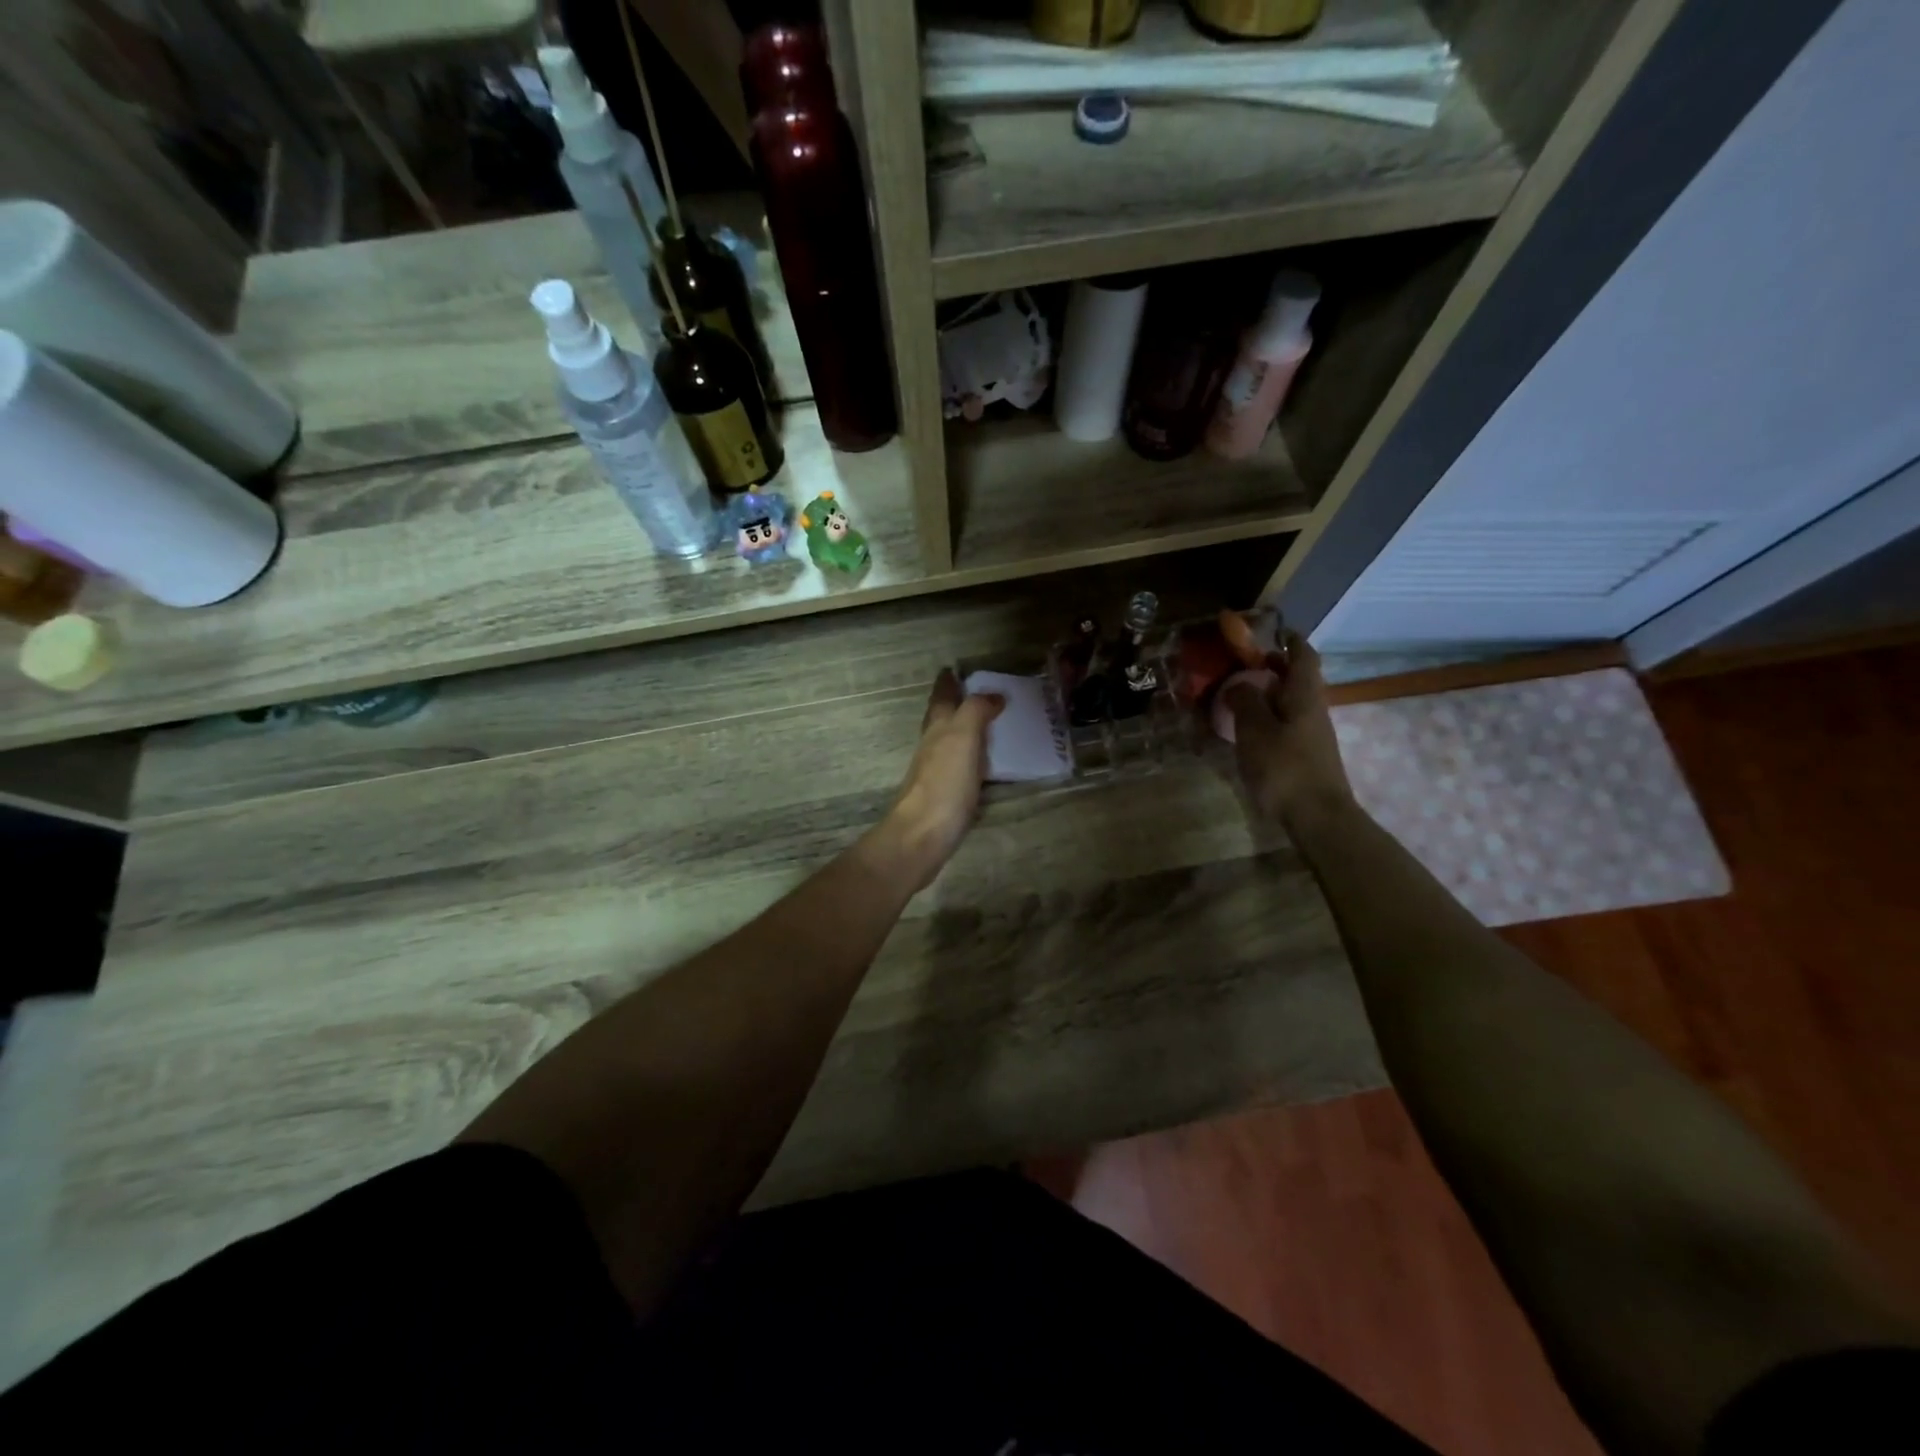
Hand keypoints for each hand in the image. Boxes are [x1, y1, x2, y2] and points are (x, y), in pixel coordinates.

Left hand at [876, 670, 1003, 887]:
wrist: (923, 834)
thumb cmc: (944, 782)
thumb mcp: (963, 736)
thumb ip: (976, 711)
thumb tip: (992, 695)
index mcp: (938, 727)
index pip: (941, 697)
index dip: (947, 682)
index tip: (953, 669)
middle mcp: (933, 746)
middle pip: (942, 718)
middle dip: (954, 704)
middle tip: (975, 694)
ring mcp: (937, 772)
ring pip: (949, 742)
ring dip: (964, 730)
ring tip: (987, 725)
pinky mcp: (946, 796)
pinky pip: (960, 767)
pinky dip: (971, 758)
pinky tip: (983, 764)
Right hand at [1224, 631, 1353, 827]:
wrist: (1318, 817)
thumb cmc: (1284, 767)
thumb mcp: (1255, 730)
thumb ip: (1244, 701)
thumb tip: (1238, 684)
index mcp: (1304, 695)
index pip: (1303, 655)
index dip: (1289, 640)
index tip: (1272, 631)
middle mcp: (1313, 709)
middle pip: (1297, 679)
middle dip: (1272, 668)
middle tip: (1242, 666)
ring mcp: (1312, 734)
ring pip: (1290, 702)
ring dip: (1268, 694)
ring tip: (1238, 697)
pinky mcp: (1307, 755)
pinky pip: (1286, 724)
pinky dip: (1268, 717)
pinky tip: (1249, 730)